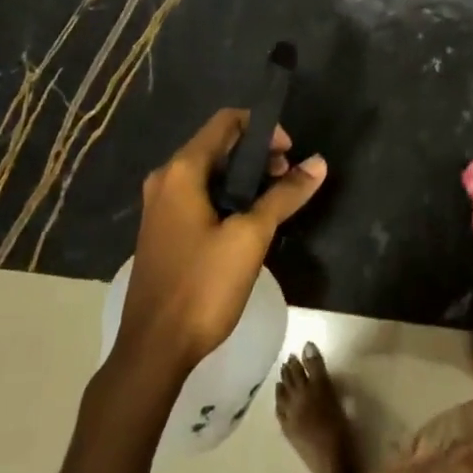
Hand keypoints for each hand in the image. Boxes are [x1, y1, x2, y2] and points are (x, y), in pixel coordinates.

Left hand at [111, 108, 325, 383]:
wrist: (153, 350)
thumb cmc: (202, 286)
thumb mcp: (251, 237)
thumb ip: (285, 195)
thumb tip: (318, 163)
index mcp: (182, 170)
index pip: (226, 121)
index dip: (263, 128)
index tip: (289, 154)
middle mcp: (165, 178)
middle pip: (218, 144)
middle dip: (257, 154)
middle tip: (287, 178)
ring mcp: (160, 205)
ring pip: (210, 172)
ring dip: (244, 177)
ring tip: (274, 201)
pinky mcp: (163, 230)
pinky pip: (199, 195)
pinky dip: (227, 196)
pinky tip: (248, 222)